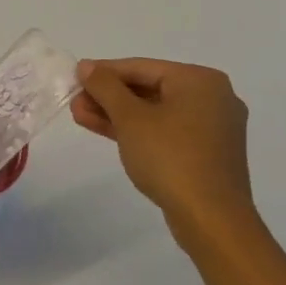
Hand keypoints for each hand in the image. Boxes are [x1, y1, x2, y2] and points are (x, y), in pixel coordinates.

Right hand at [72, 58, 257, 236]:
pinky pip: (165, 131)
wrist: (210, 218)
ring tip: (81, 116)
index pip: (141, 67)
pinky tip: (106, 131)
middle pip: (148, 88)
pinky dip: (137, 130)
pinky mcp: (206, 153)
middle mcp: (212, 98)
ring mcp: (211, 127)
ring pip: (155, 112)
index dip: (103, 72)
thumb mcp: (130, 117)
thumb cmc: (170, 157)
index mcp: (199, 81)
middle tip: (75, 102)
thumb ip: (105, 87)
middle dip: (108, 97)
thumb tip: (87, 66)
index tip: (74, 78)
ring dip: (117, 114)